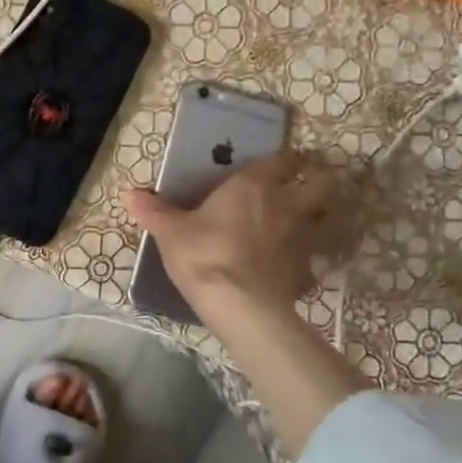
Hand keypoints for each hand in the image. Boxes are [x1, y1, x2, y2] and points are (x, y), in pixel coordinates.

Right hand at [124, 155, 369, 458]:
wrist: (237, 303)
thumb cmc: (202, 253)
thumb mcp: (170, 231)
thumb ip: (153, 211)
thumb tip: (130, 193)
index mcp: (253, 186)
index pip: (281, 160)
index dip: (284, 159)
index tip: (281, 162)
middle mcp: (286, 205)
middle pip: (322, 183)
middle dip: (320, 179)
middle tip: (308, 185)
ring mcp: (303, 239)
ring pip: (332, 219)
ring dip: (328, 217)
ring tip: (315, 222)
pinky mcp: (307, 273)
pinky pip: (317, 261)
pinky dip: (312, 261)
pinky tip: (299, 268)